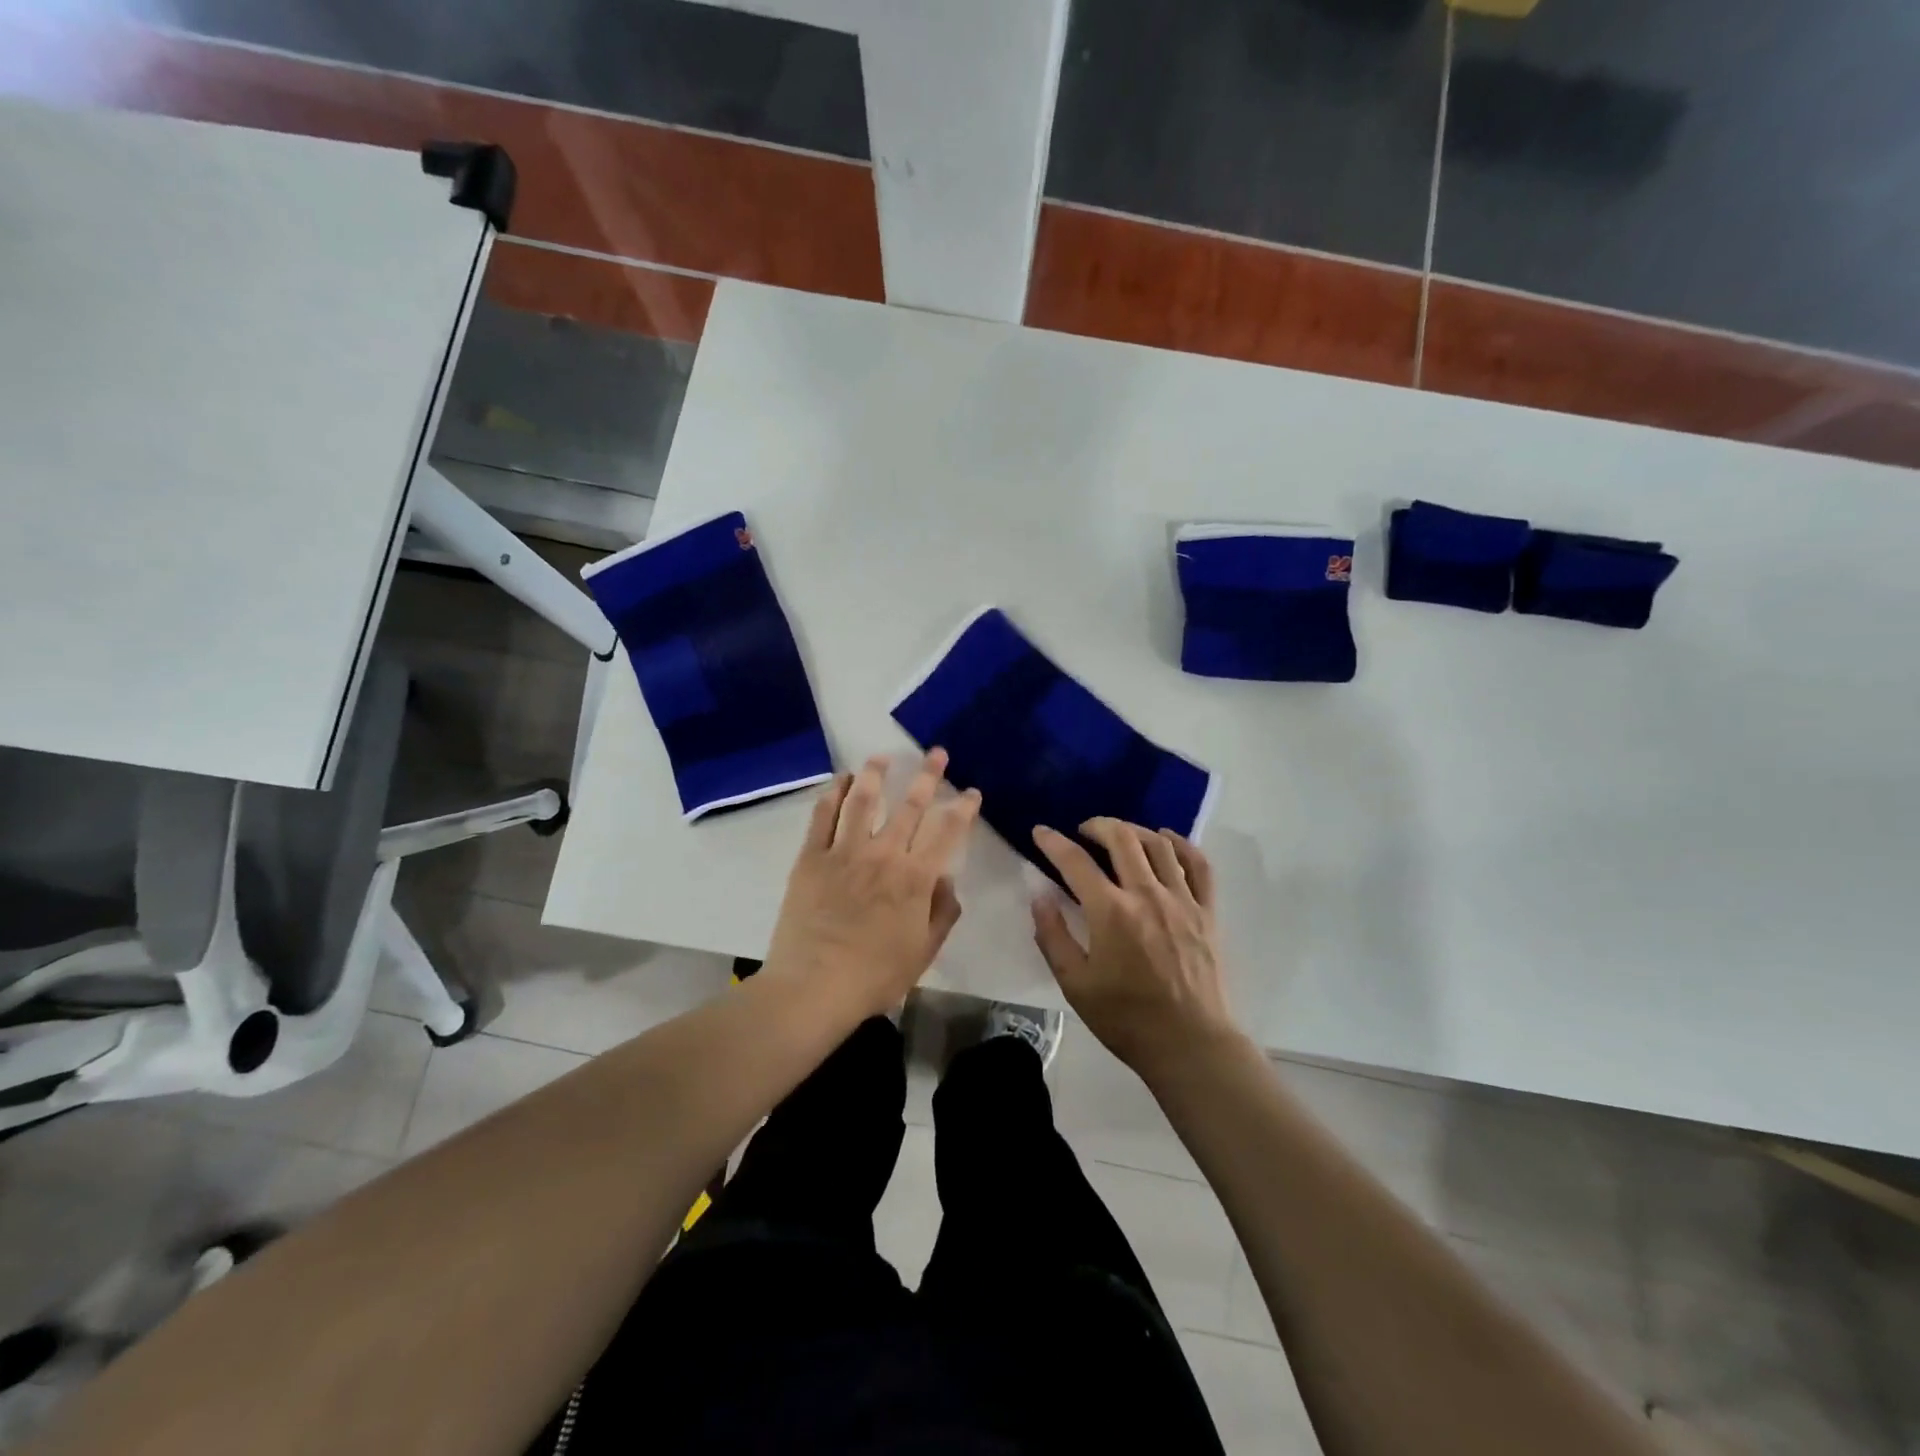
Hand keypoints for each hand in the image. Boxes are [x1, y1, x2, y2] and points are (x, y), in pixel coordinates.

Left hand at [764, 749, 980, 1020]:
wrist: (813, 988)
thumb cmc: (874, 976)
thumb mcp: (923, 952)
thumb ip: (941, 912)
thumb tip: (946, 878)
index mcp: (914, 878)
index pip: (946, 833)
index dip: (963, 809)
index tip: (971, 792)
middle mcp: (883, 855)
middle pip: (909, 806)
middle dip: (927, 776)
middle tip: (937, 753)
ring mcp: (844, 852)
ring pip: (862, 800)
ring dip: (875, 774)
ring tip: (881, 756)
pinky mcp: (811, 858)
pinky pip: (822, 817)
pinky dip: (832, 793)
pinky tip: (839, 780)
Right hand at [1030, 818, 1239, 1075]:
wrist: (1190, 1045)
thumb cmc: (1126, 1019)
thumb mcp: (1075, 984)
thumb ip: (1053, 936)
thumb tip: (1039, 897)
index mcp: (1110, 912)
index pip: (1074, 862)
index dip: (1052, 842)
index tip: (1041, 832)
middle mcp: (1147, 895)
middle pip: (1122, 839)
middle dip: (1097, 825)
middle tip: (1083, 830)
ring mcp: (1182, 900)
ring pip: (1159, 844)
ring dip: (1134, 830)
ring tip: (1120, 834)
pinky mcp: (1207, 912)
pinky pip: (1199, 865)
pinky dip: (1181, 844)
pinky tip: (1167, 840)